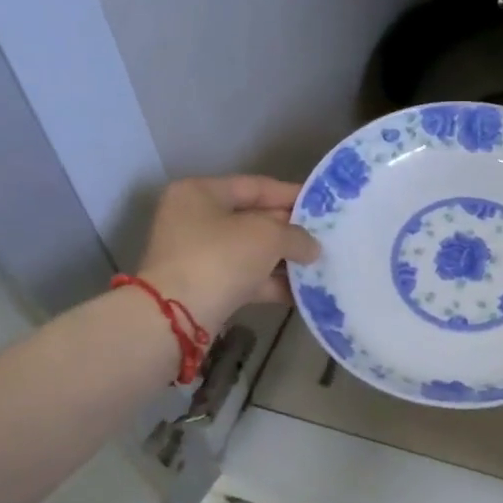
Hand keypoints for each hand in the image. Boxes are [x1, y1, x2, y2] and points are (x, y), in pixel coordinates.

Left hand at [136, 176, 319, 333]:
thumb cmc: (220, 257)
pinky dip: (271, 283)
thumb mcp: (267, 236)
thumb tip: (312, 247)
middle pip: (253, 219)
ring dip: (284, 259)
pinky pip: (245, 278)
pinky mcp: (204, 286)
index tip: (322, 204)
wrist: (177, 316)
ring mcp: (197, 255)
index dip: (291, 194)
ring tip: (320, 264)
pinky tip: (303, 291)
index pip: (255, 186)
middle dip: (290, 230)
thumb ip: (296, 235)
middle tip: (324, 237)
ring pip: (251, 251)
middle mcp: (195, 219)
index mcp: (201, 192)